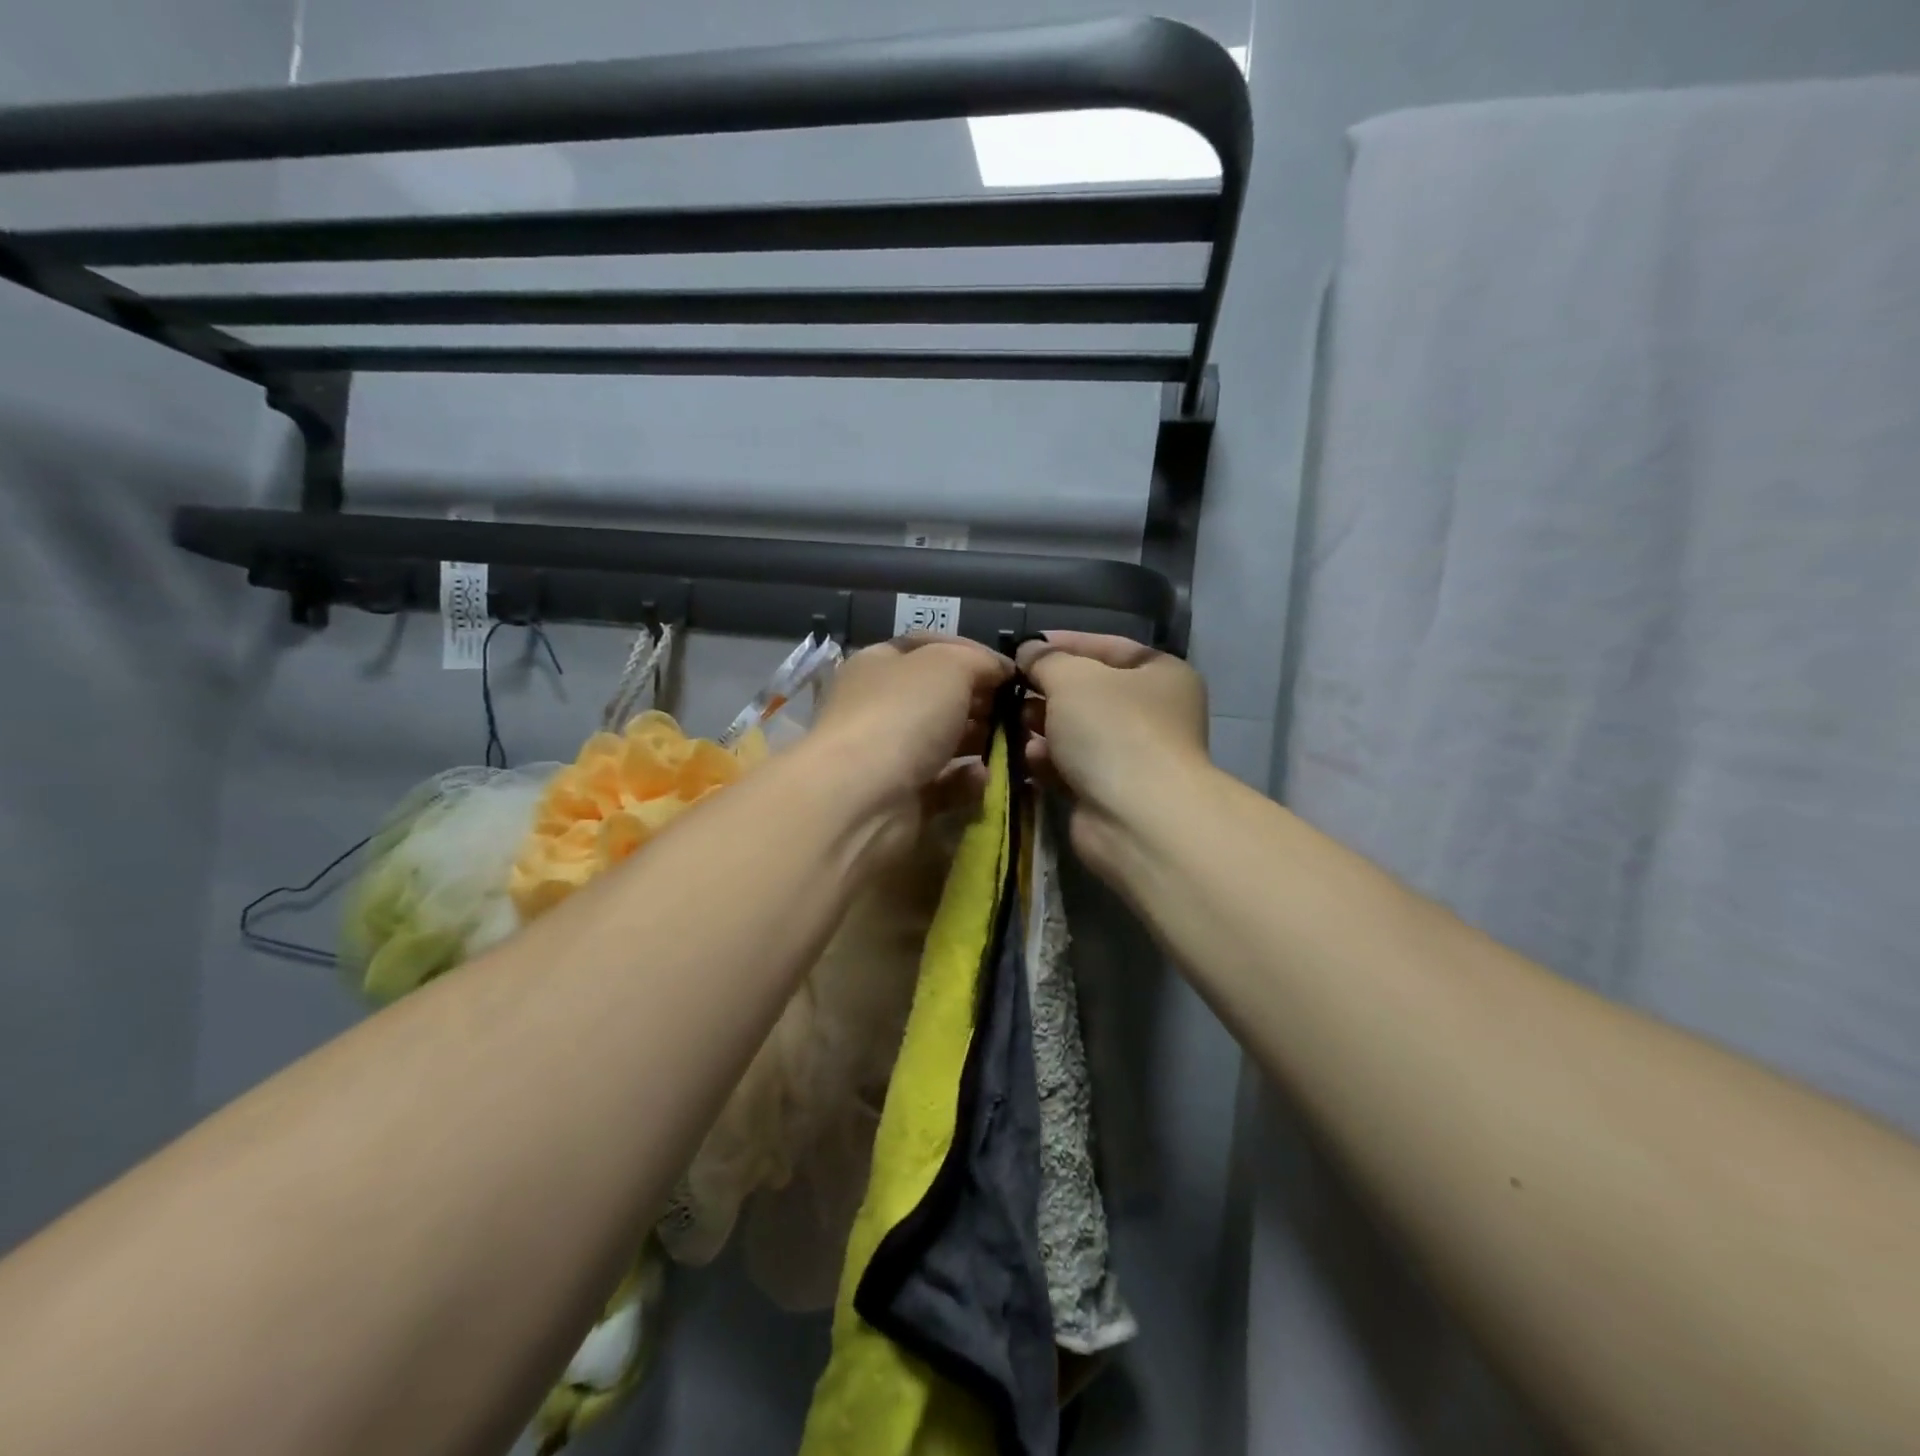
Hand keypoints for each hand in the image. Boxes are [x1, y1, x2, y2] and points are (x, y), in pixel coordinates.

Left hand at [806, 635, 1013, 865]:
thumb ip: (979, 661)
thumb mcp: (949, 665)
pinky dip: (967, 780)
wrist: (863, 798)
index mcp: (880, 664)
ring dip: (981, 742)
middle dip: (982, 702)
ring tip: (1015, 745)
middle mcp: (882, 706)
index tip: (1010, 670)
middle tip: (1020, 711)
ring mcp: (891, 754)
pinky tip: (985, 777)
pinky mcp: (903, 797)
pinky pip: (945, 784)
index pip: (929, 647)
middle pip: (941, 697)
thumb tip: (1000, 671)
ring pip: (946, 741)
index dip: (971, 653)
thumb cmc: (903, 714)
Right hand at [1016, 632, 1210, 859]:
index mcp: (1160, 675)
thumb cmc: (1113, 730)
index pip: (1108, 647)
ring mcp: (1131, 755)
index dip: (1065, 643)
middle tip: (1010, 687)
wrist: (1136, 818)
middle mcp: (1152, 713)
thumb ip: (1046, 659)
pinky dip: (1048, 760)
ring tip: (1012, 721)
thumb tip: (1029, 650)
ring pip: (1076, 731)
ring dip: (1042, 726)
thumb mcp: (1073, 678)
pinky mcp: (1108, 791)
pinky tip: (1028, 757)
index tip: (1024, 646)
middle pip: (1089, 692)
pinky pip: (1071, 766)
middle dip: (1047, 689)